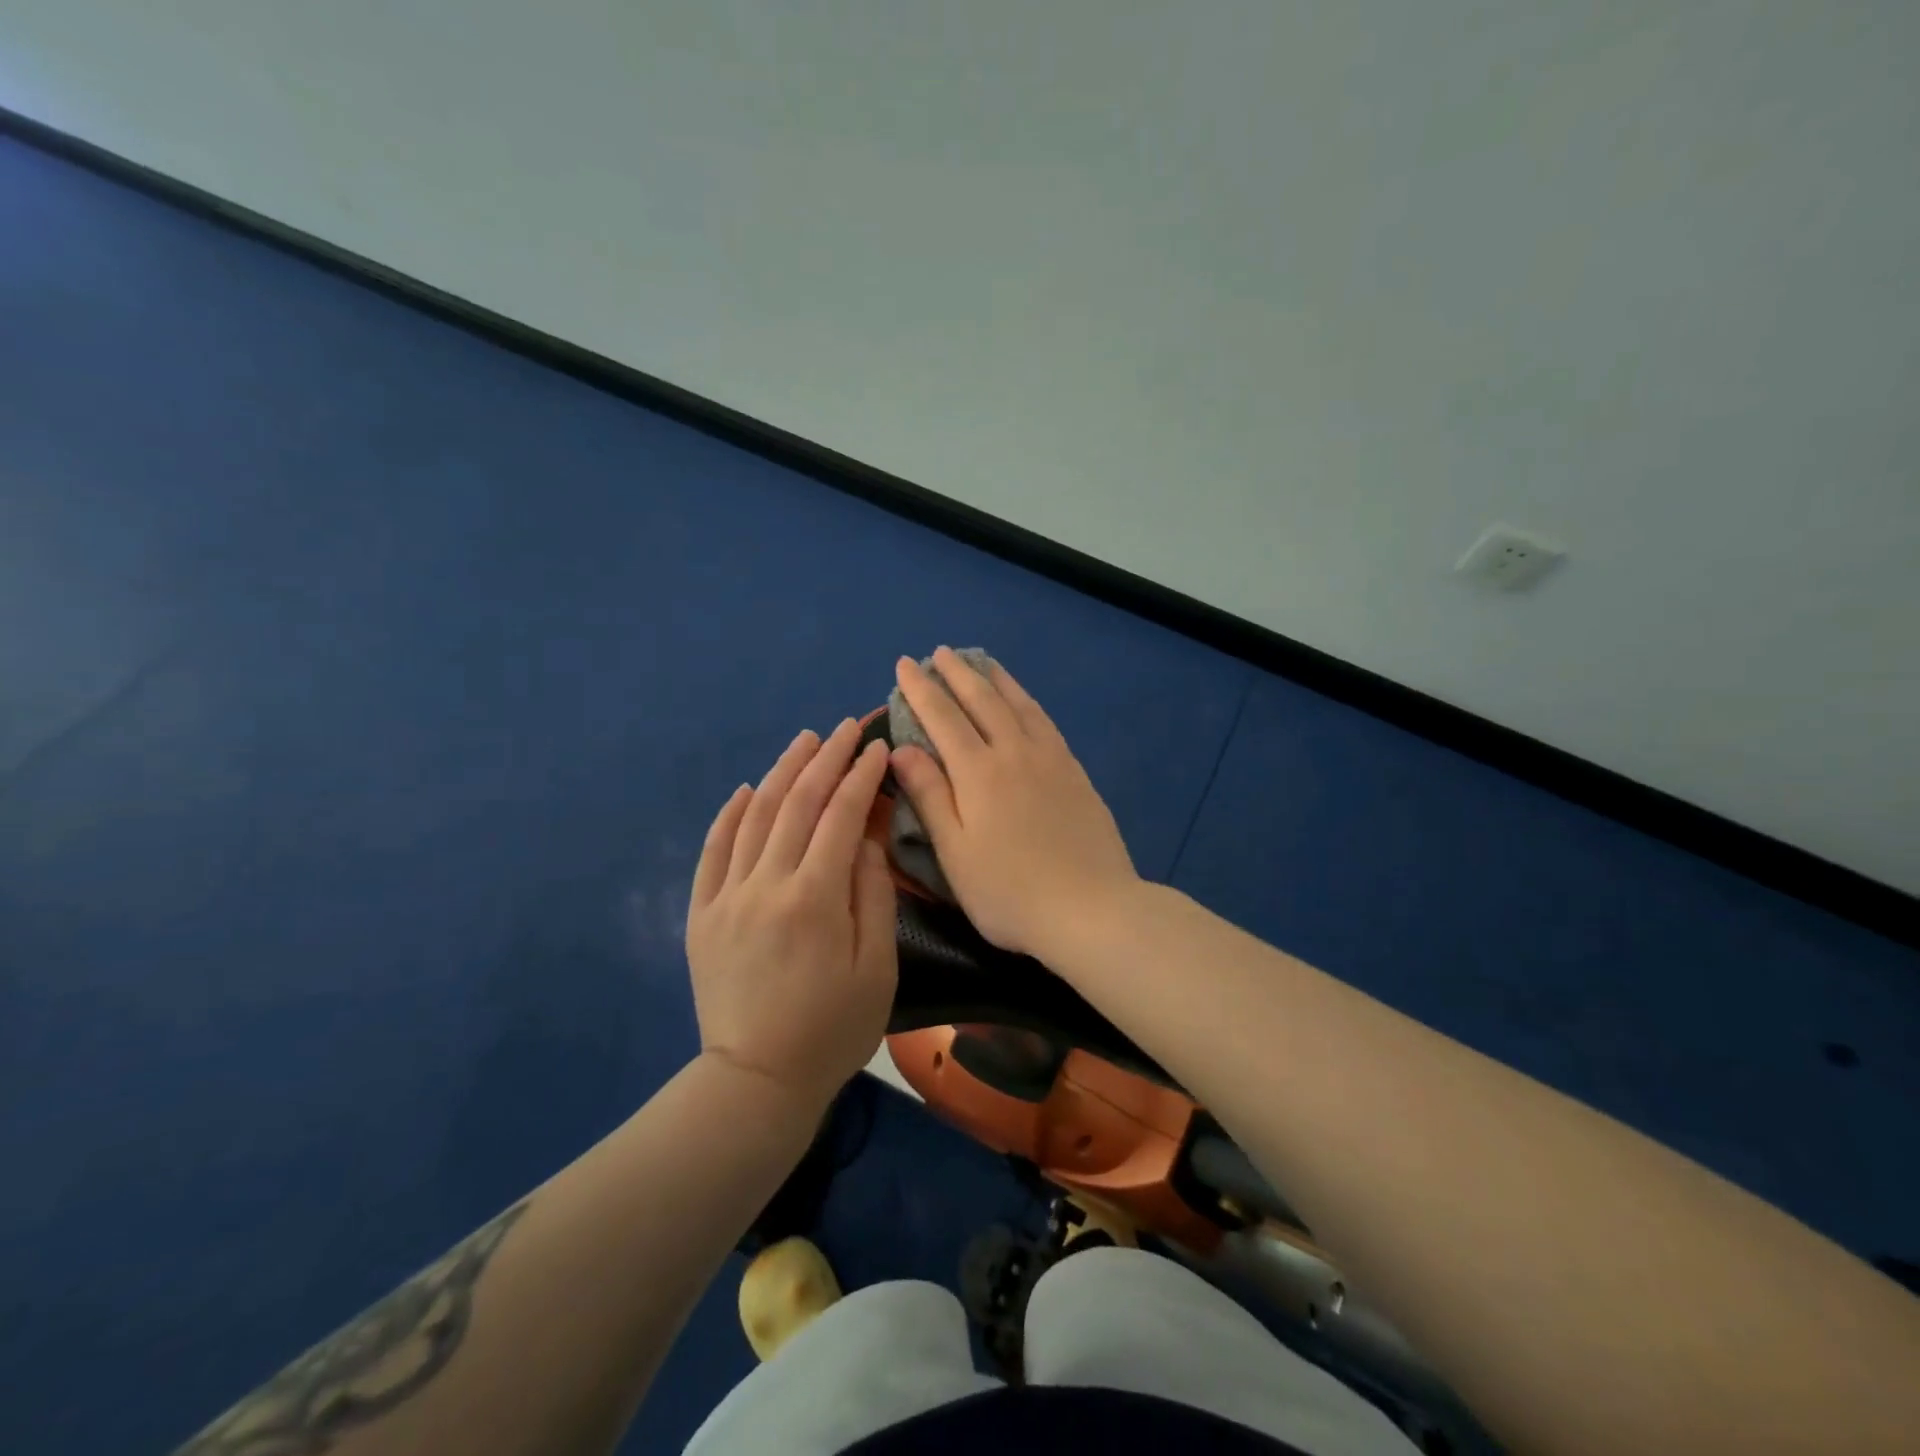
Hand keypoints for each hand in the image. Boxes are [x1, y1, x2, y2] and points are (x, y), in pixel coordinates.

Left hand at [687, 720, 896, 1109]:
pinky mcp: (701, 914)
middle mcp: (766, 884)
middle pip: (798, 804)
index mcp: (814, 898)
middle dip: (826, 759)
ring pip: (755, 817)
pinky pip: (713, 851)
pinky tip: (748, 789)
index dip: (861, 777)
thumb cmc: (833, 1029)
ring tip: (805, 741)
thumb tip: (868, 839)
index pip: (841, 816)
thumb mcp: (878, 968)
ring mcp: (727, 896)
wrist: (757, 1081)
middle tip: (846, 728)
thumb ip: (874, 896)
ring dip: (782, 772)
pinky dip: (730, 814)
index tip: (877, 748)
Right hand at [888, 648, 1140, 958]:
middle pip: (982, 700)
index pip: (942, 717)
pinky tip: (1024, 701)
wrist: (1092, 909)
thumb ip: (930, 796)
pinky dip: (1027, 701)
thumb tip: (901, 749)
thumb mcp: (955, 853)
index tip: (905, 665)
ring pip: (1018, 704)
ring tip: (980, 661)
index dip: (921, 689)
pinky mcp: (1075, 771)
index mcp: (978, 773)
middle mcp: (1014, 753)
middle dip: (957, 674)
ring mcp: (1050, 759)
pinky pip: (1045, 721)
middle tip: (939, 652)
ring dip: (994, 679)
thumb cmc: (1010, 892)